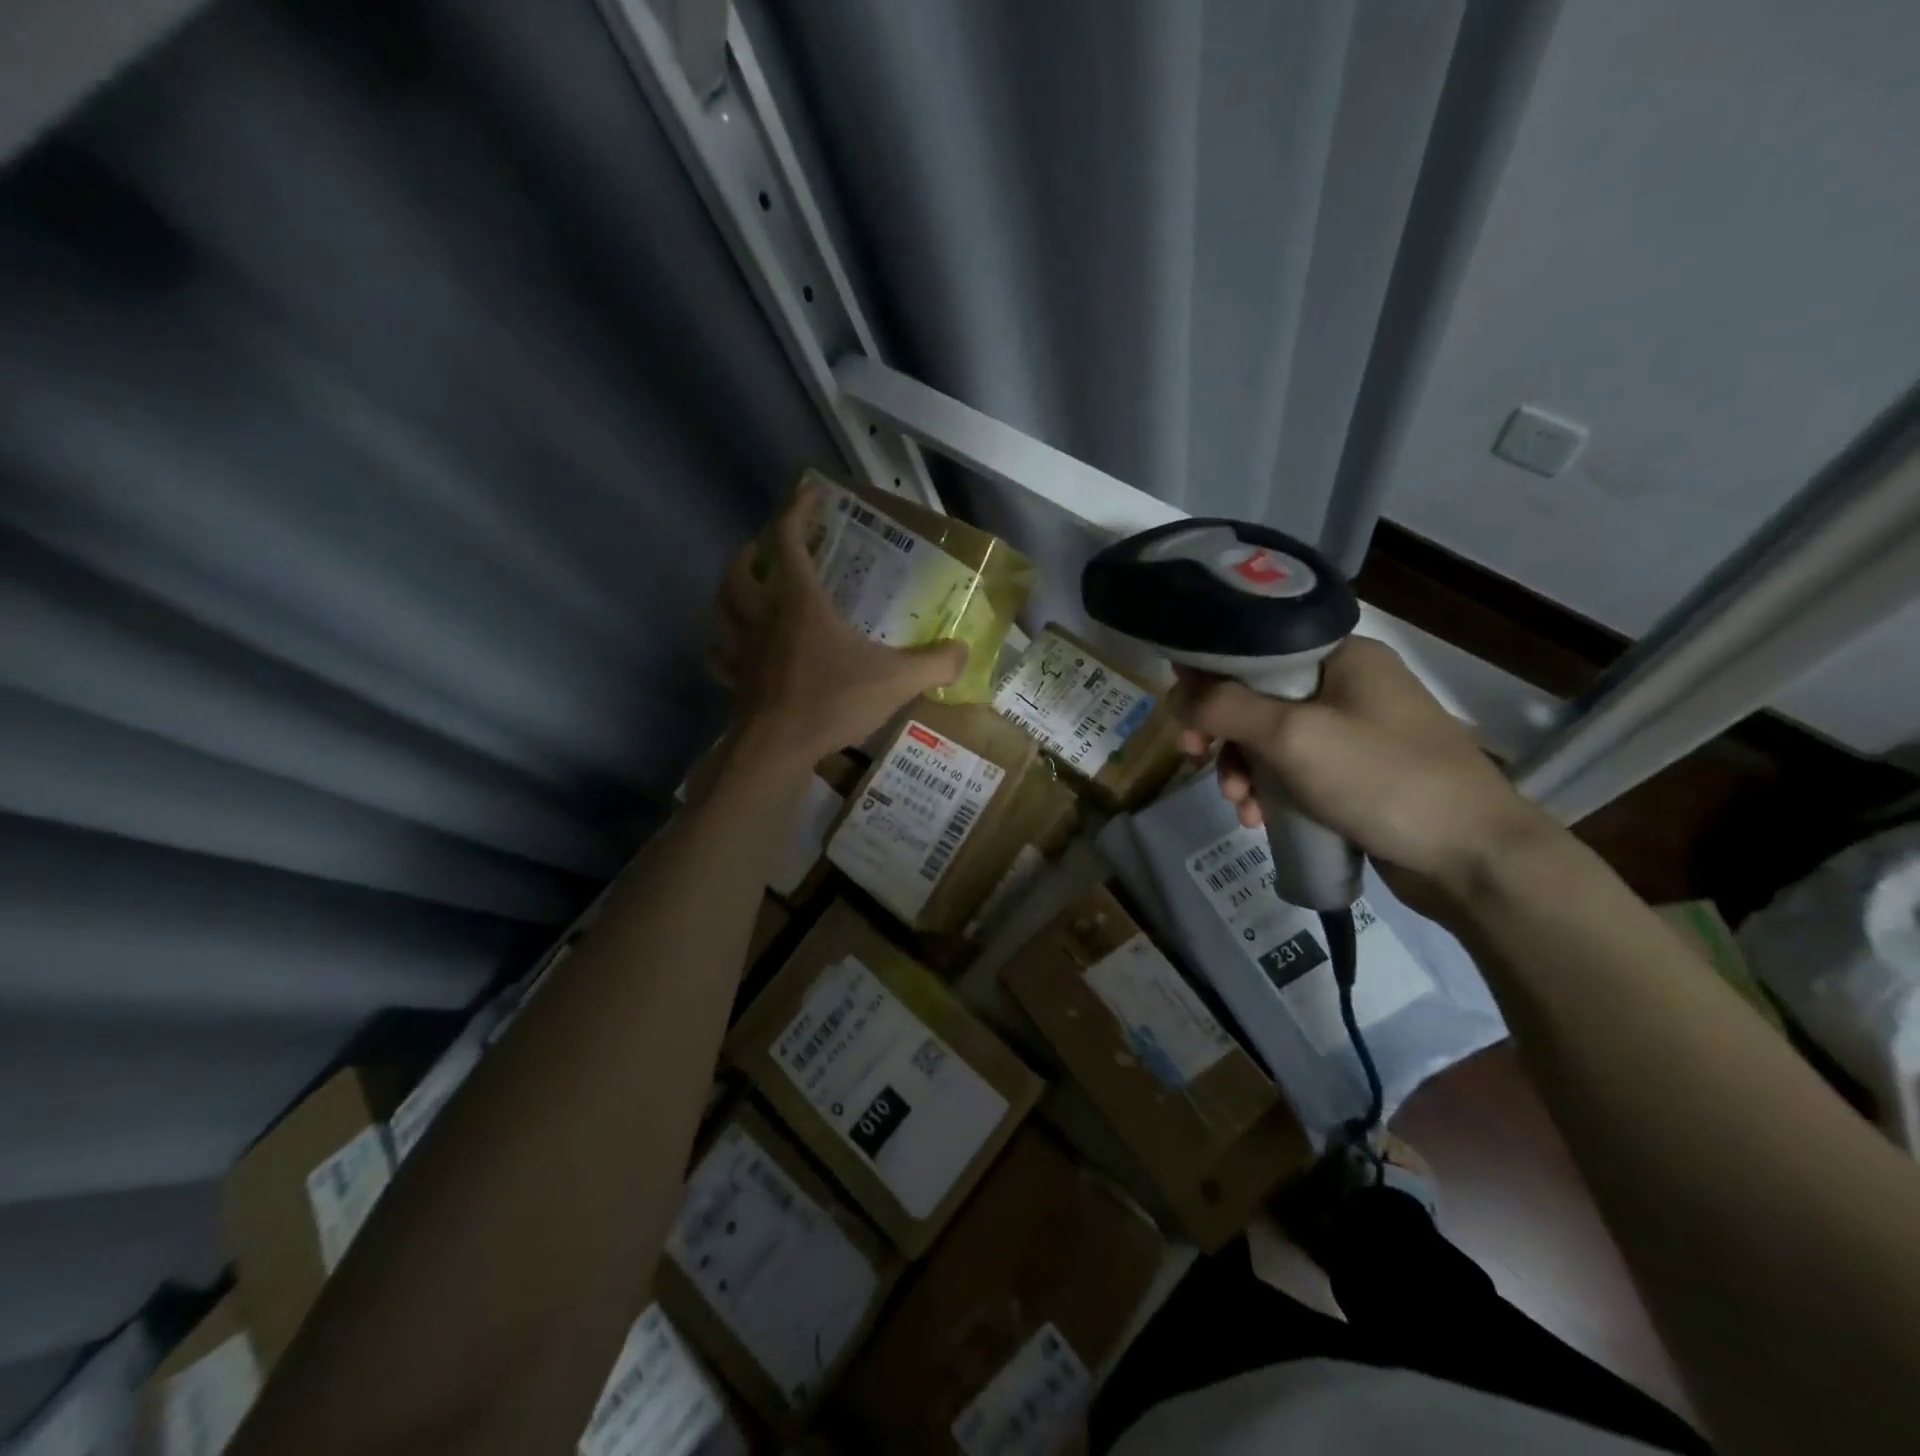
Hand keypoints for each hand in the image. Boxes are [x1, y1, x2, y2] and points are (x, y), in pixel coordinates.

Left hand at [710, 482, 967, 765]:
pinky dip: (724, 645)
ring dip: (731, 592)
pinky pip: (720, 655)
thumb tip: (964, 651)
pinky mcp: (734, 681)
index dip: (797, 510)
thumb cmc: (832, 702)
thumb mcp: (895, 681)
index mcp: (798, 602)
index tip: (811, 492)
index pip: (787, 540)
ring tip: (750, 592)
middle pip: (742, 569)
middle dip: (754, 551)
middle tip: (772, 549)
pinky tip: (736, 650)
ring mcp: (742, 650)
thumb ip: (934, 663)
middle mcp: (763, 617)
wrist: (777, 749)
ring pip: (722, 607)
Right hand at [1171, 637, 1552, 908]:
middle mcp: (1348, 684)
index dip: (1210, 677)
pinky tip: (1261, 820)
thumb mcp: (1292, 737)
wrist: (1474, 857)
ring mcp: (1356, 730)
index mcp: (1341, 656)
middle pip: (1258, 697)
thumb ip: (1226, 708)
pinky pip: (1296, 769)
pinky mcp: (1358, 772)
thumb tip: (1179, 695)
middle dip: (1223, 734)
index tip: (1183, 715)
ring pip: (1272, 738)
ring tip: (1241, 807)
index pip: (1255, 648)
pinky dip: (1272, 790)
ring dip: (1244, 770)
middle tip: (1195, 760)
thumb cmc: (1382, 780)